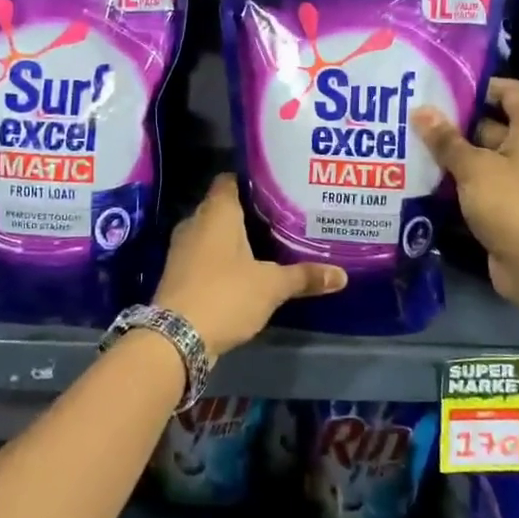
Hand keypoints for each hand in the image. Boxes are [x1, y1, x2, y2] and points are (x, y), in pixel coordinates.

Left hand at [153, 174, 346, 358]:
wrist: (176, 337)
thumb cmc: (226, 295)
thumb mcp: (271, 286)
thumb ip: (304, 277)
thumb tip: (342, 275)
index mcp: (217, 212)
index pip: (230, 180)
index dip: (251, 180)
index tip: (276, 185)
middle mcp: (195, 222)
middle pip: (222, 207)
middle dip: (248, 211)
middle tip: (280, 215)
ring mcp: (182, 249)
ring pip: (212, 233)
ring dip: (234, 238)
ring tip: (267, 242)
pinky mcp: (178, 273)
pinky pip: (204, 255)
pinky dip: (222, 259)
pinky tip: (245, 270)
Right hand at [414, 78, 518, 315]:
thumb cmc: (512, 204)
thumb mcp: (474, 168)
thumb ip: (446, 140)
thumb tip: (420, 110)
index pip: (508, 90)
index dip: (478, 85)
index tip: (442, 86)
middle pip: (489, 122)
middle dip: (454, 120)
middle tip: (413, 115)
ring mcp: (517, 176)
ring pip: (480, 155)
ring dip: (450, 152)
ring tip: (409, 141)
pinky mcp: (505, 202)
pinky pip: (478, 181)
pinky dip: (456, 178)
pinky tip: (422, 174)